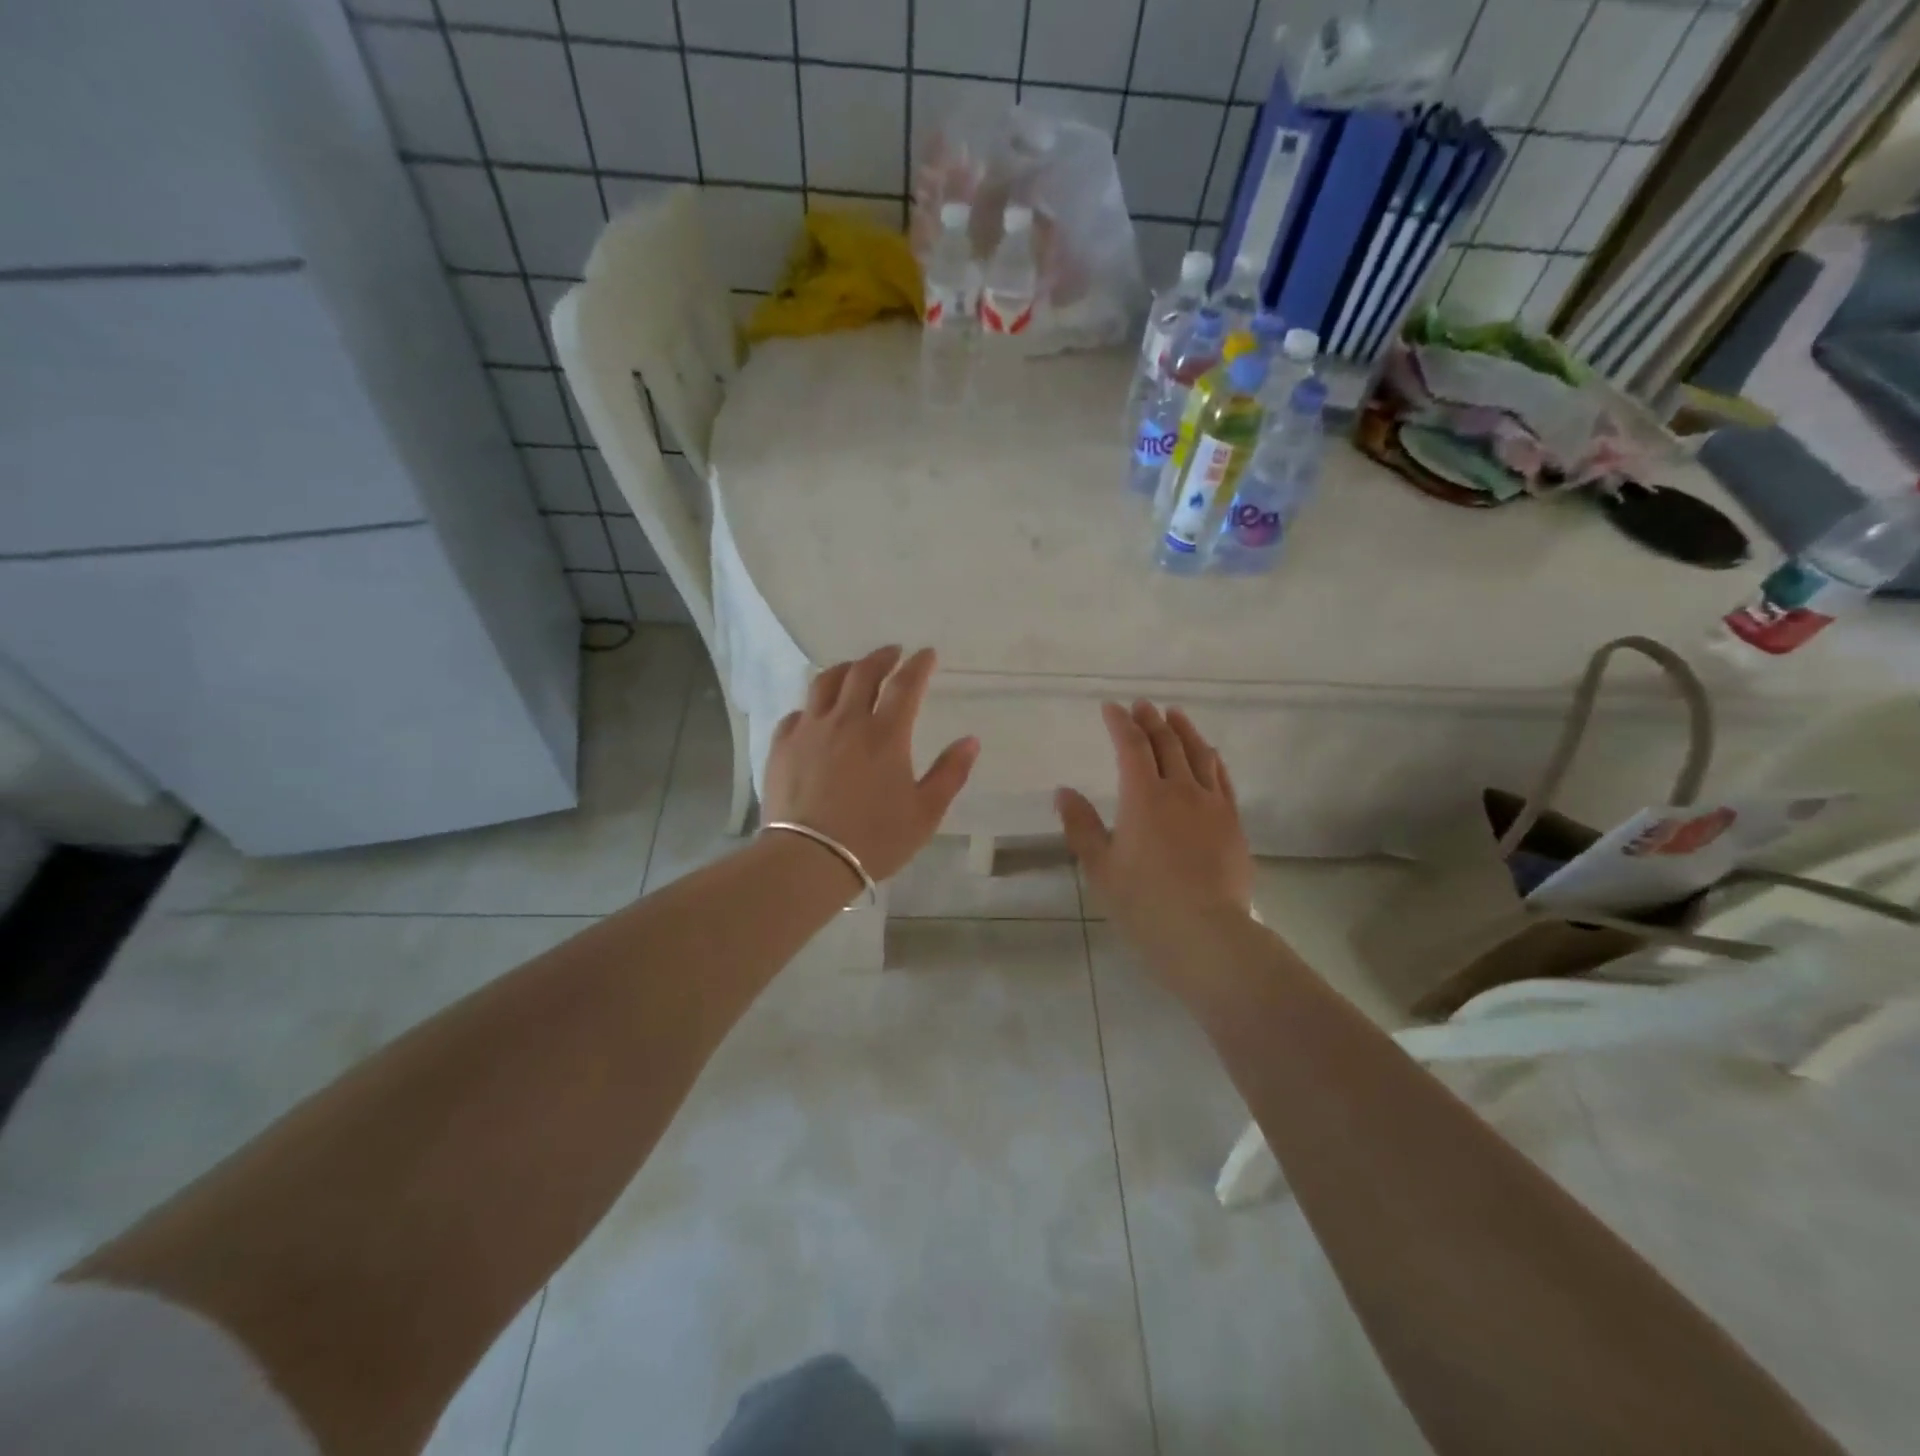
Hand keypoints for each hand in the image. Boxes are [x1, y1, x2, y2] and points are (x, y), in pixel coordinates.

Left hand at [763, 645, 978, 882]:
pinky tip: (815, 714)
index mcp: (885, 734)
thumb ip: (950, 773)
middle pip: (862, 672)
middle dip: (881, 657)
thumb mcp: (925, 813)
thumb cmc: (874, 839)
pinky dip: (812, 707)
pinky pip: (797, 714)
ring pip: (824, 683)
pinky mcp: (782, 746)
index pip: (905, 685)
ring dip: (844, 670)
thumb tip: (971, 741)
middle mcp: (846, 721)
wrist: (809, 859)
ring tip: (853, 670)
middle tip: (892, 653)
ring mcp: (809, 730)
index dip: (918, 665)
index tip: (927, 654)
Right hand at [1056, 702, 1252, 961]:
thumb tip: (1063, 791)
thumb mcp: (1100, 868)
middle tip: (1142, 705)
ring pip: (1199, 754)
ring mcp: (1211, 805)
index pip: (1131, 746)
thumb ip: (1081, 826)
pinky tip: (1210, 754)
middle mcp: (1180, 790)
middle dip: (1151, 720)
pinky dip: (1213, 759)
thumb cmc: (1144, 904)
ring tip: (1175, 715)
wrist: (1207, 934)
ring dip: (1184, 730)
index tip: (1111, 707)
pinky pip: (1223, 779)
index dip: (1120, 723)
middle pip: (1166, 743)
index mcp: (1143, 797)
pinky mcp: (1233, 822)